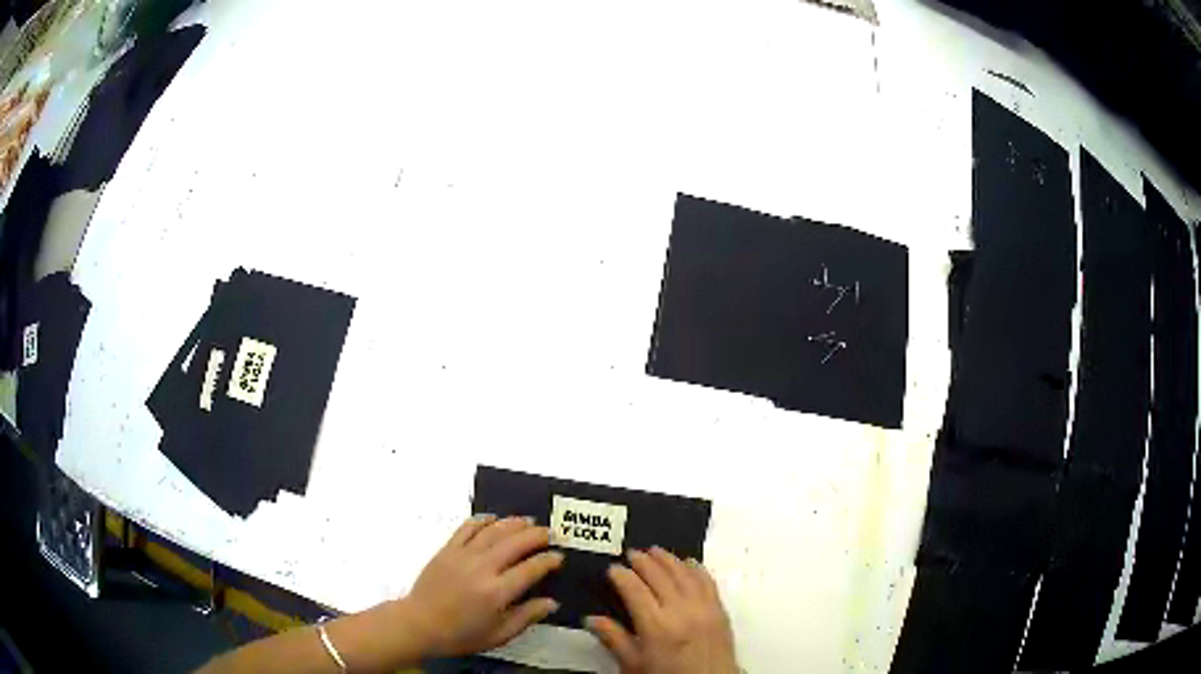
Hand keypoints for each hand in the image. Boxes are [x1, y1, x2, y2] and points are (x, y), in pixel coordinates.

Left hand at [400, 515, 564, 656]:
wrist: (420, 624)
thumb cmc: (461, 634)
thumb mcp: (499, 635)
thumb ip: (527, 617)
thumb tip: (551, 603)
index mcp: (497, 592)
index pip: (530, 568)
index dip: (548, 560)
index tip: (558, 556)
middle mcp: (482, 568)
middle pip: (515, 543)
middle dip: (536, 535)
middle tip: (550, 533)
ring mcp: (463, 556)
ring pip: (493, 531)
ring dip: (514, 523)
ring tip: (528, 521)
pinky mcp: (447, 549)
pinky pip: (467, 528)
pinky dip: (482, 520)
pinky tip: (494, 519)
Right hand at [586, 547, 736, 673]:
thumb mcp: (633, 665)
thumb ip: (614, 639)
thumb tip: (590, 618)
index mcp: (655, 625)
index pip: (634, 589)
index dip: (621, 575)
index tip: (612, 568)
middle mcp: (680, 611)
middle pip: (659, 576)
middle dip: (643, 561)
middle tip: (631, 553)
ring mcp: (703, 607)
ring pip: (684, 573)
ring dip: (668, 559)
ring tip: (655, 551)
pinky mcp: (719, 609)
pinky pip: (708, 581)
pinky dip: (696, 568)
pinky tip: (689, 562)